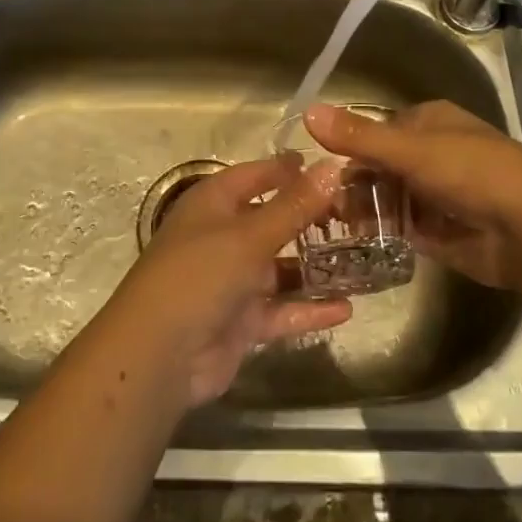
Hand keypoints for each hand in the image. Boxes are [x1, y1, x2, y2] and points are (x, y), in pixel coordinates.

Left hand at [102, 154, 352, 406]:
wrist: (159, 355)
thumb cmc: (200, 274)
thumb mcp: (250, 235)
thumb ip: (294, 206)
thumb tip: (333, 167)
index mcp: (213, 203)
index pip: (255, 175)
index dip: (288, 169)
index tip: (329, 166)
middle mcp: (222, 235)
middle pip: (271, 219)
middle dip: (309, 218)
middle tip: (358, 214)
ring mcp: (232, 280)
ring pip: (280, 267)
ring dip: (314, 266)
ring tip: (362, 260)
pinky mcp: (241, 320)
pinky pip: (282, 309)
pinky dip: (310, 308)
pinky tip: (347, 308)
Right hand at [304, 100, 521, 288]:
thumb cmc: (469, 172)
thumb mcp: (409, 149)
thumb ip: (358, 136)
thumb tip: (307, 112)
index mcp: (430, 122)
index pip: (379, 130)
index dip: (350, 147)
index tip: (319, 168)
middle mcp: (434, 153)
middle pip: (381, 165)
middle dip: (353, 182)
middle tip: (319, 202)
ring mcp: (438, 193)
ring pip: (388, 196)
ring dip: (362, 208)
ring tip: (328, 224)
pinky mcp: (440, 230)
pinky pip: (401, 226)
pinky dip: (380, 231)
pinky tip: (354, 241)